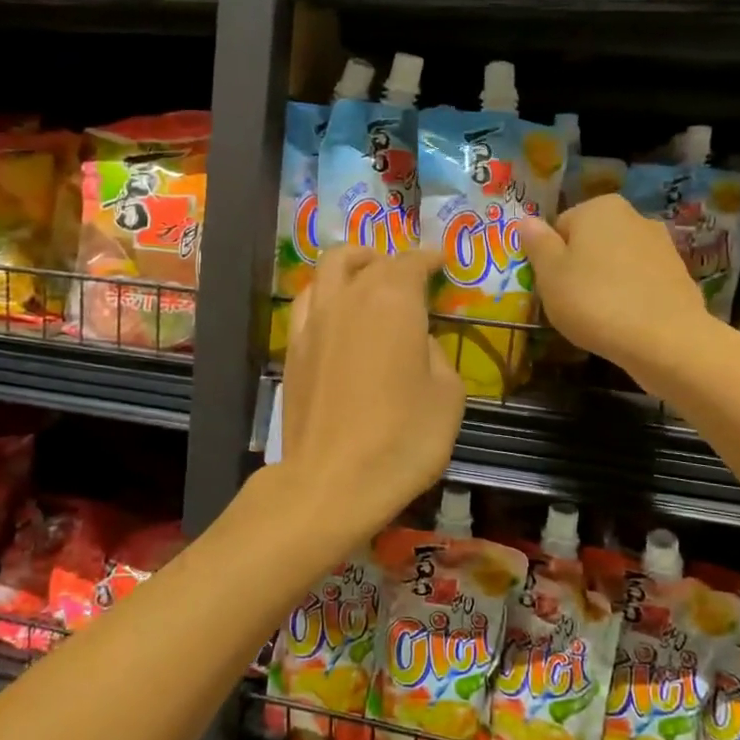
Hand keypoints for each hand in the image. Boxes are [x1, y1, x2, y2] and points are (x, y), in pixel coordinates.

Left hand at [280, 245, 463, 541]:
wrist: (332, 481)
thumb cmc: (403, 438)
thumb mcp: (447, 394)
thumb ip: (435, 352)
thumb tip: (415, 339)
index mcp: (392, 301)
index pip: (410, 262)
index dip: (428, 258)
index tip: (441, 260)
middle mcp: (348, 299)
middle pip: (367, 260)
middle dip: (391, 258)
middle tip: (408, 271)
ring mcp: (313, 322)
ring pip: (328, 270)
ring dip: (352, 264)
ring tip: (366, 276)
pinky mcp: (292, 349)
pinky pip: (307, 303)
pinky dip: (324, 293)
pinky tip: (334, 312)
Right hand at [519, 195, 705, 375]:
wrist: (664, 339)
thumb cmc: (594, 301)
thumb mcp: (550, 274)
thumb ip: (537, 243)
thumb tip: (526, 220)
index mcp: (598, 208)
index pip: (559, 227)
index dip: (550, 258)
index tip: (551, 286)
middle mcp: (633, 215)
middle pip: (590, 242)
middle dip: (579, 266)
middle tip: (571, 301)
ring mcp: (661, 244)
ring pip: (616, 261)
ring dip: (605, 281)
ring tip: (598, 315)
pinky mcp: (678, 273)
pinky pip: (639, 280)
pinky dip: (629, 295)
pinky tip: (624, 320)